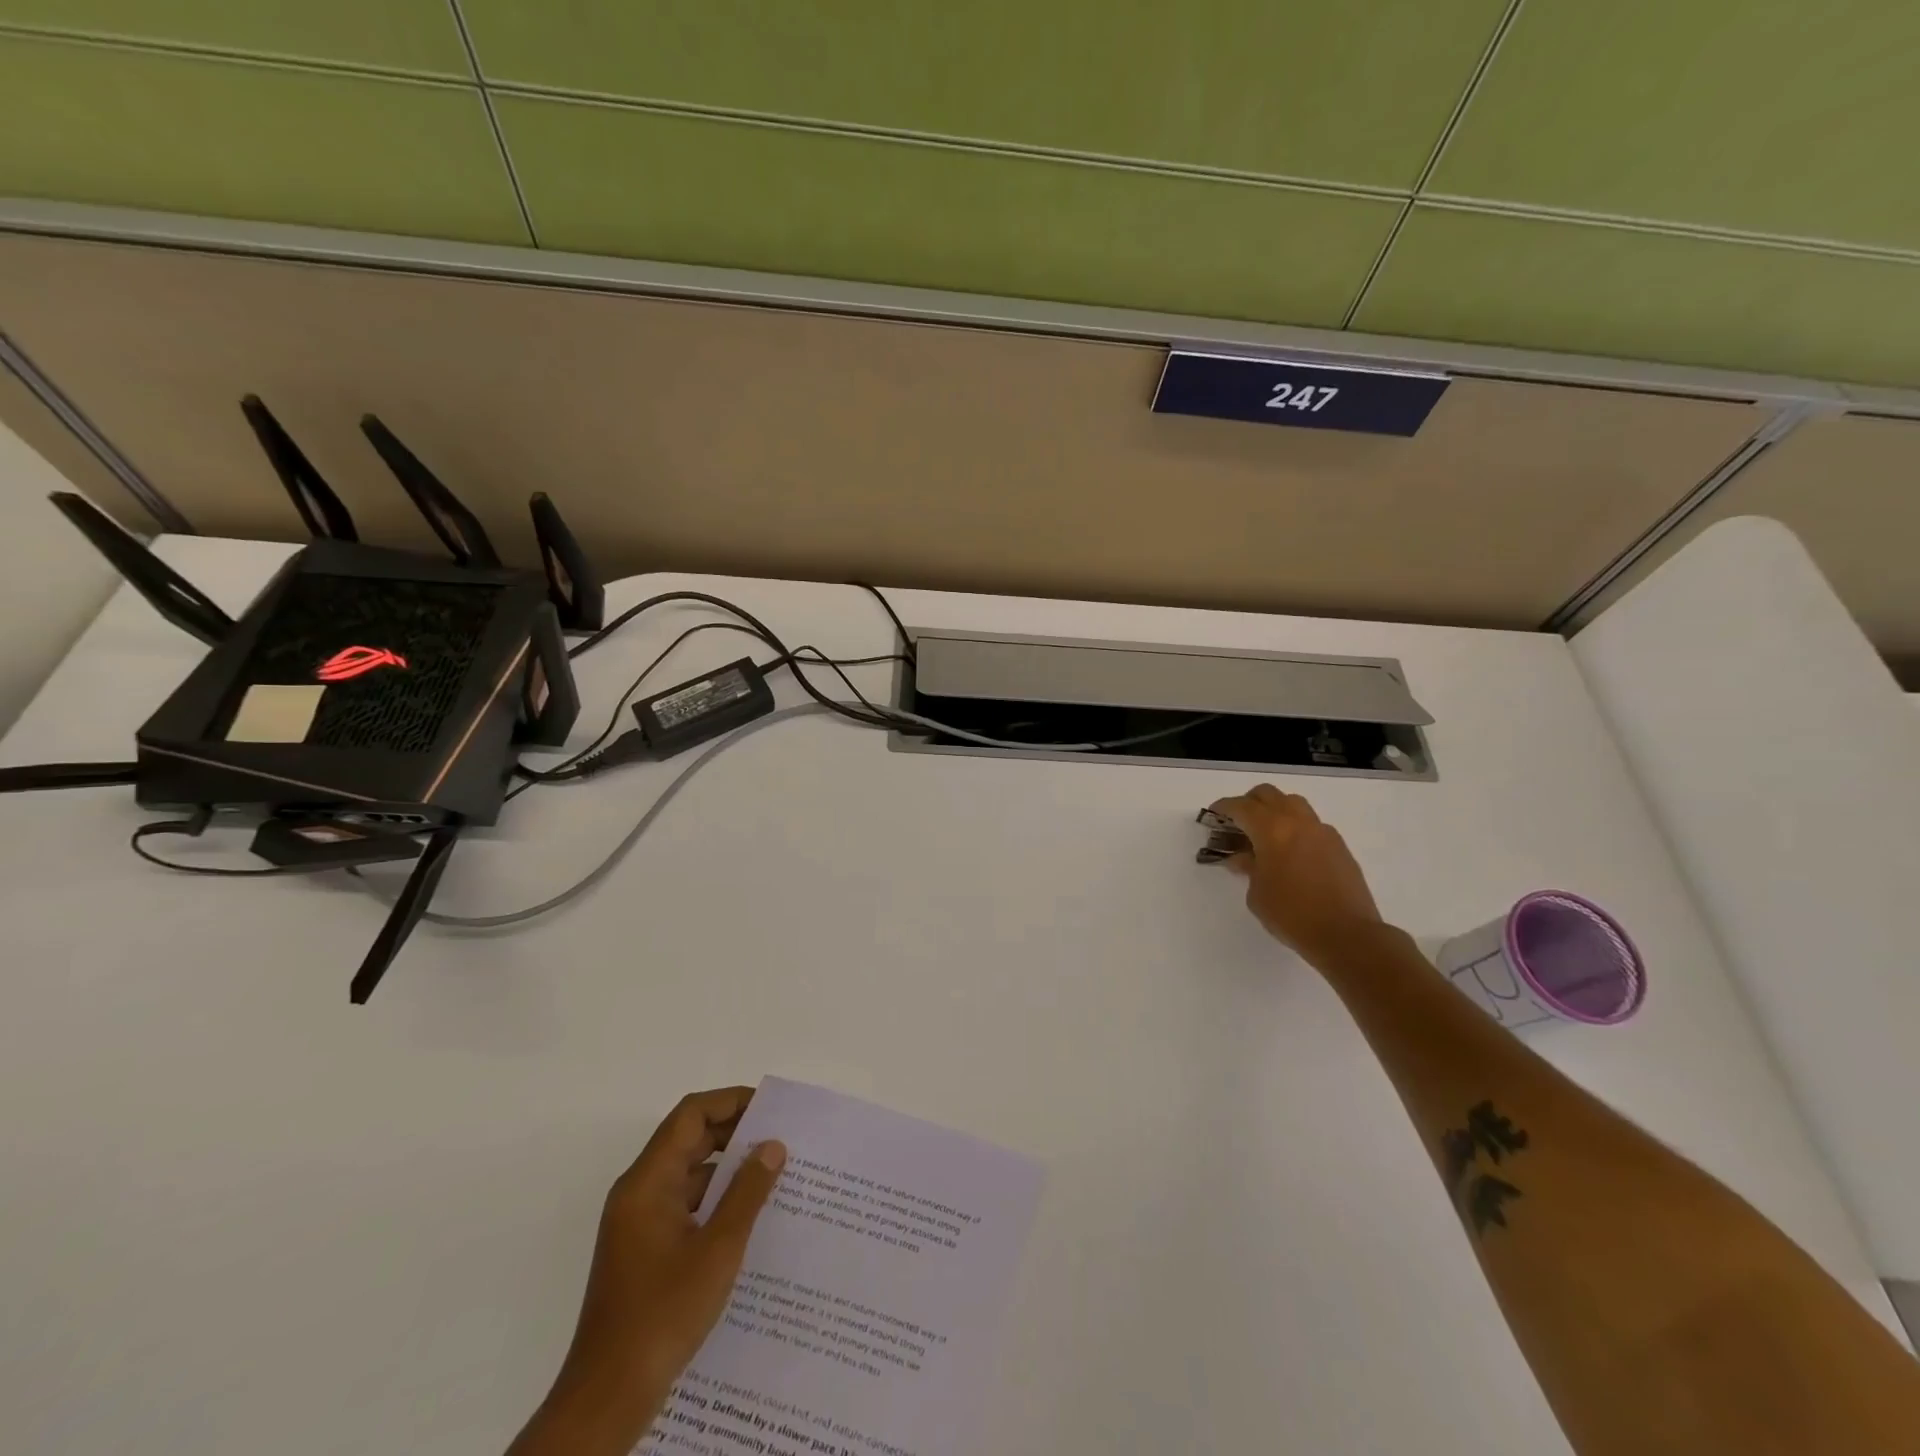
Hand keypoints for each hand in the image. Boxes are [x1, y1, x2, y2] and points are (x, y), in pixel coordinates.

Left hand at [510, 1088, 786, 1455]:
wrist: (608, 1397)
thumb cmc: (663, 1314)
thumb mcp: (718, 1249)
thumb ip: (747, 1192)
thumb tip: (773, 1145)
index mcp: (647, 1182)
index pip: (690, 1116)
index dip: (730, 1102)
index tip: (770, 1108)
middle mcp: (638, 1192)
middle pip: (688, 1140)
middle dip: (734, 1133)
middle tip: (780, 1138)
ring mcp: (639, 1222)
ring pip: (688, 1173)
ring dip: (727, 1169)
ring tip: (774, 1173)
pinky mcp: (644, 1249)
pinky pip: (684, 1204)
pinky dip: (715, 1199)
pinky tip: (748, 1216)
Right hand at [1208, 785, 1382, 967]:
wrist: (1347, 935)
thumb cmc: (1292, 915)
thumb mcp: (1256, 894)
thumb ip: (1248, 867)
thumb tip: (1244, 857)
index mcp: (1272, 830)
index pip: (1241, 807)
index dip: (1223, 808)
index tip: (1213, 815)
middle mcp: (1297, 822)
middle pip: (1268, 795)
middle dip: (1248, 803)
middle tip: (1237, 823)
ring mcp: (1322, 831)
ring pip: (1293, 804)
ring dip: (1274, 810)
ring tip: (1265, 834)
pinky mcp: (1339, 845)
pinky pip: (1311, 824)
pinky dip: (1295, 828)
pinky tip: (1291, 852)